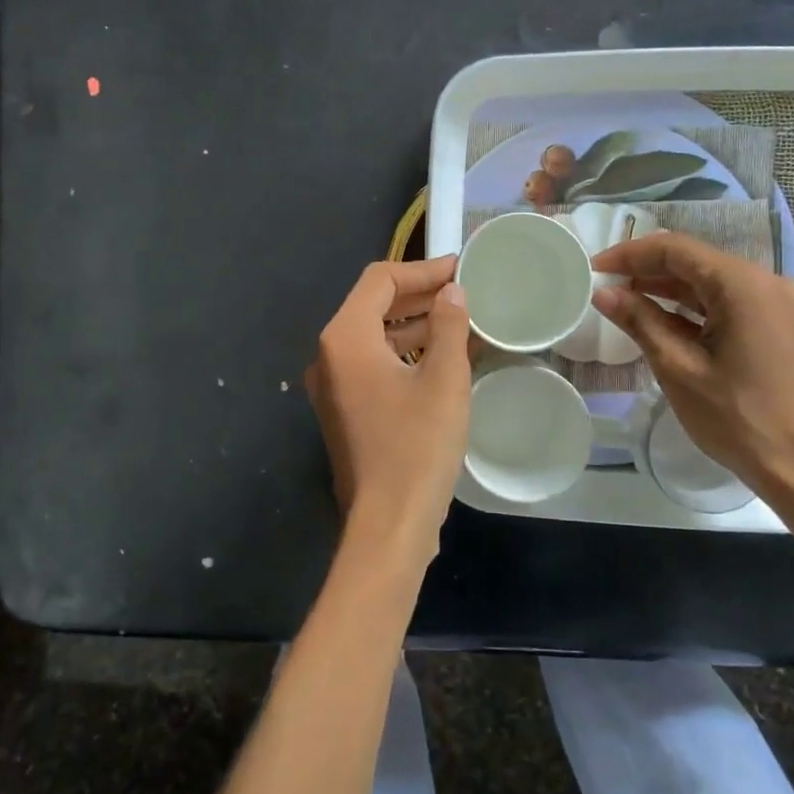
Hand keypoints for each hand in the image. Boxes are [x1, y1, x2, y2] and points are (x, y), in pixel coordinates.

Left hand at [304, 255, 471, 566]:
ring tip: (460, 321)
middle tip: (463, 291)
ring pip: (375, 337)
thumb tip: (452, 292)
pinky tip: (442, 358)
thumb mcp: (443, 378)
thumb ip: (448, 325)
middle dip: (419, 295)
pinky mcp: (345, 411)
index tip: (460, 269)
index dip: (422, 270)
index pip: (380, 281)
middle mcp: (330, 356)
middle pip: (373, 306)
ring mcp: (334, 386)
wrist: (389, 524)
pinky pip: (374, 365)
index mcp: (345, 339)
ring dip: (414, 325)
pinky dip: (405, 354)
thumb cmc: (417, 445)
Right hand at [590, 233, 793, 498]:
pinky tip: (660, 320)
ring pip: (710, 282)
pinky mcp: (778, 326)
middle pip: (695, 261)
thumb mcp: (678, 368)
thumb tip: (604, 294)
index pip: (676, 250)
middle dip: (647, 270)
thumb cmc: (737, 418)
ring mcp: (776, 304)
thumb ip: (640, 321)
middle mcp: (765, 282)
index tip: (594, 269)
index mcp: (743, 285)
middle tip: (605, 287)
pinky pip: (727, 303)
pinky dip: (692, 308)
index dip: (630, 254)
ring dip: (667, 289)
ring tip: (624, 302)